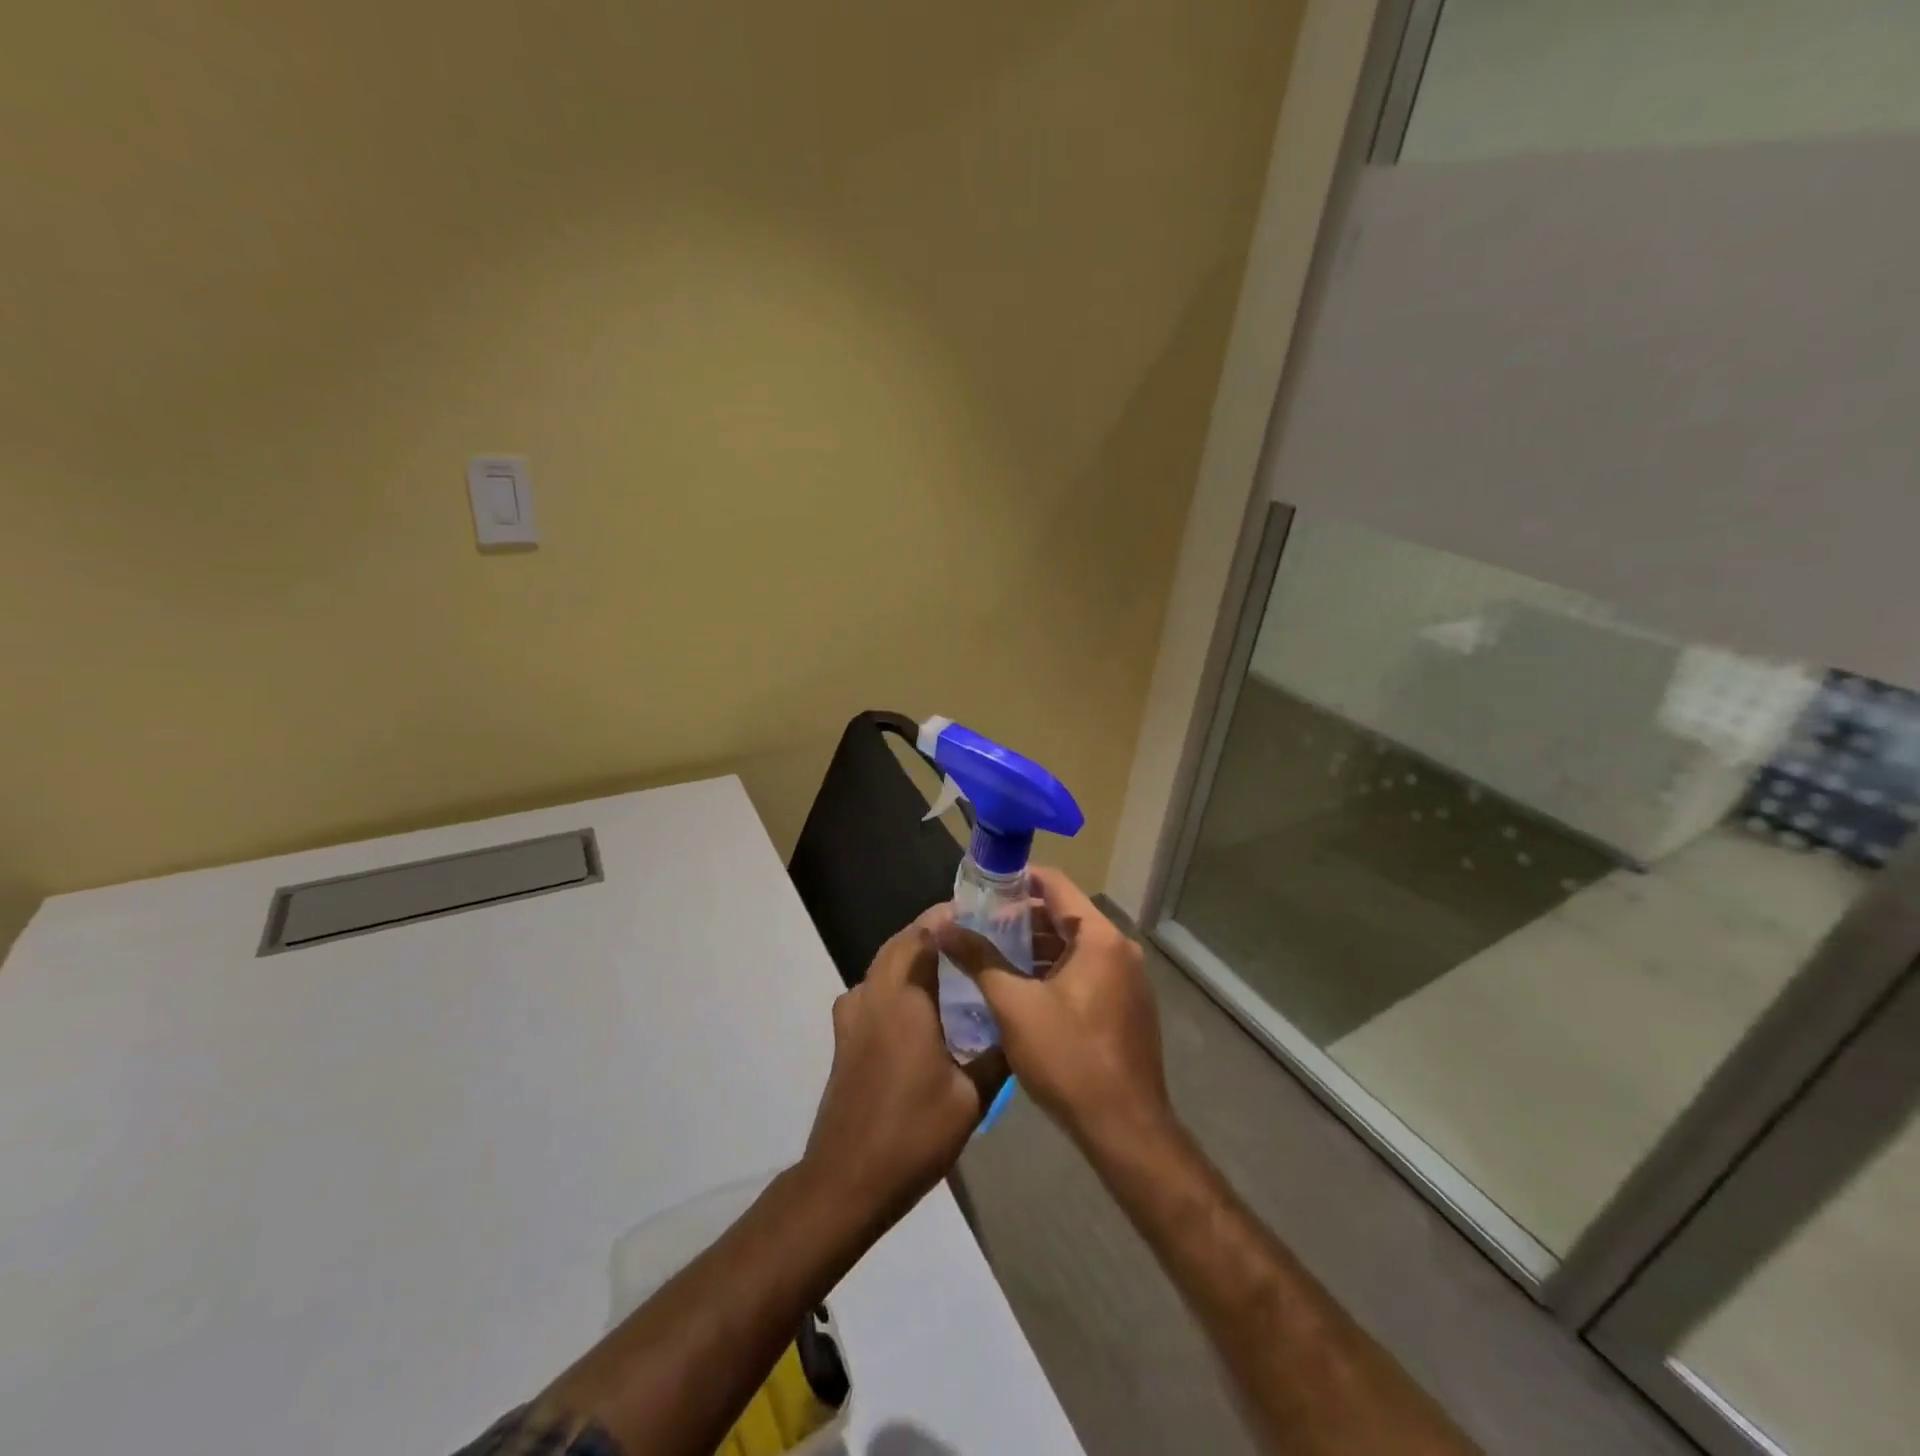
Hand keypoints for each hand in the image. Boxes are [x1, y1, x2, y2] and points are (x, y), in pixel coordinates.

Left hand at [802, 914, 1005, 1230]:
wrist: (847, 1180)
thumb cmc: (913, 1133)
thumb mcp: (971, 1097)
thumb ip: (996, 1056)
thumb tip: (1020, 1029)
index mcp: (904, 998)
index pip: (923, 934)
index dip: (948, 917)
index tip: (980, 912)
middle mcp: (873, 995)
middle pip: (900, 943)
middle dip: (932, 931)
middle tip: (972, 934)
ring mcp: (852, 1015)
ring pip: (883, 965)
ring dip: (912, 954)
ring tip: (951, 963)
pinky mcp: (845, 1037)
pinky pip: (873, 989)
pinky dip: (897, 980)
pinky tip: (922, 1005)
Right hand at [934, 867, 1172, 1152]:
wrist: (1125, 1129)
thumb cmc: (1069, 1058)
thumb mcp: (1014, 1006)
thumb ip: (979, 960)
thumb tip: (943, 928)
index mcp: (1099, 938)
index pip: (1056, 884)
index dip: (1018, 879)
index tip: (983, 887)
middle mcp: (1120, 949)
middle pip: (1066, 915)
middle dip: (1022, 919)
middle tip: (980, 927)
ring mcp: (1128, 980)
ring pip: (1075, 947)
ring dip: (1037, 948)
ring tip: (994, 958)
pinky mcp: (1127, 1007)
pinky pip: (1087, 972)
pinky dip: (1056, 971)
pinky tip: (1024, 990)